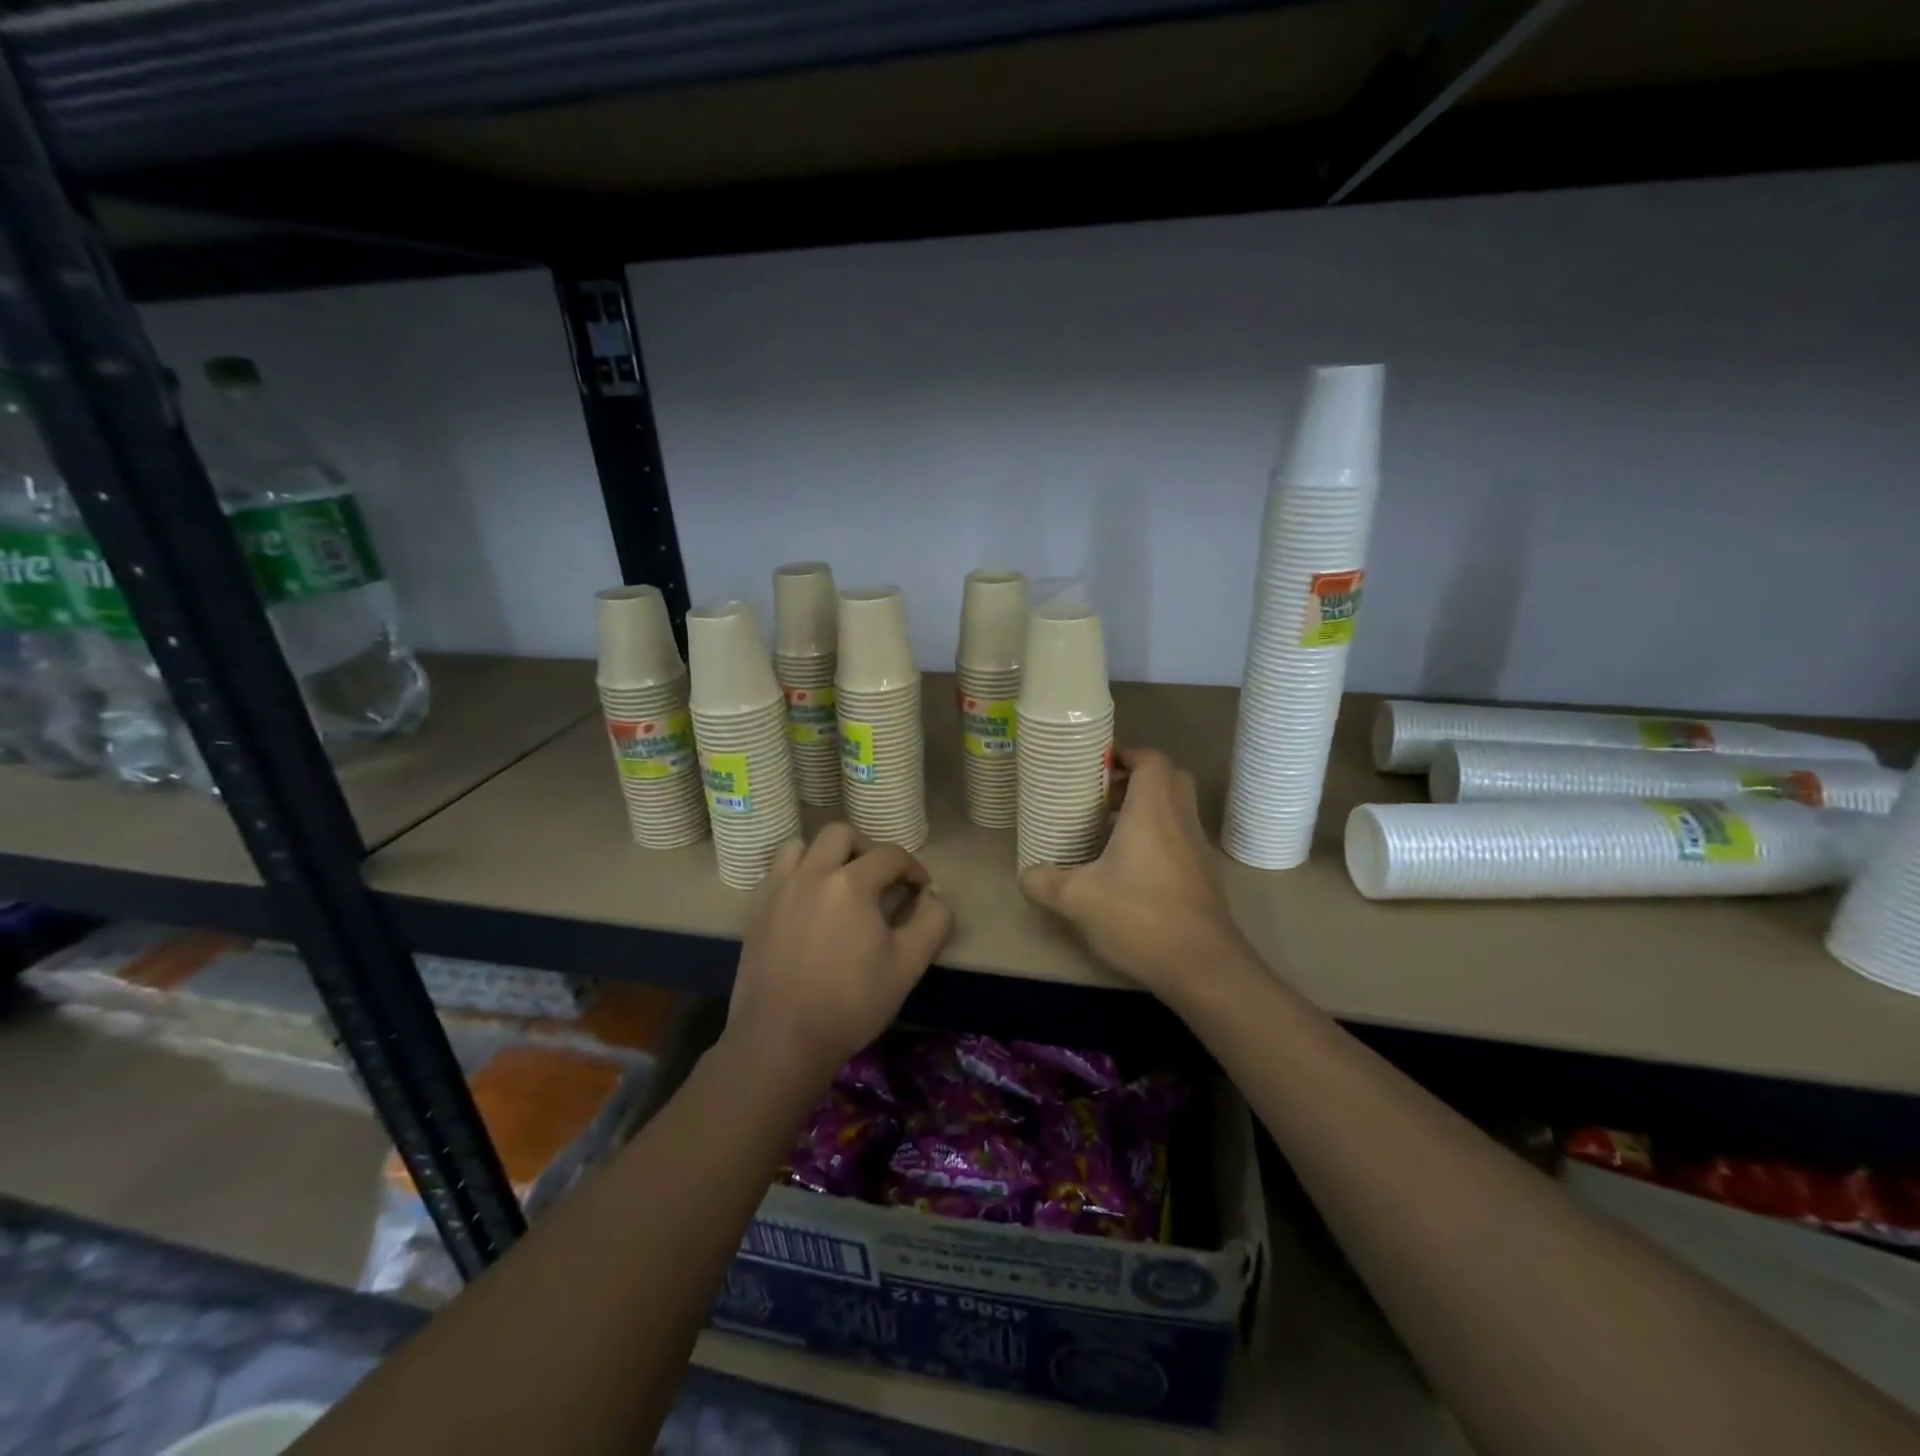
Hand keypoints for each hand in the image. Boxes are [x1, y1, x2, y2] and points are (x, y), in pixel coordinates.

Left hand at [726, 823, 953, 1086]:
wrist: (781, 1039)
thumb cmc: (851, 1002)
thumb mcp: (908, 965)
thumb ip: (932, 921)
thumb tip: (933, 895)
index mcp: (851, 883)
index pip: (890, 855)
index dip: (913, 869)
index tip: (920, 891)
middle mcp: (812, 873)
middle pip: (842, 834)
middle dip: (867, 849)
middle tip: (880, 879)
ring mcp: (778, 889)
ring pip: (802, 846)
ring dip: (826, 855)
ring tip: (840, 884)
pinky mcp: (756, 910)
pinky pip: (778, 872)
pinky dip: (798, 874)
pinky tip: (809, 904)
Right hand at [1020, 746, 1246, 996]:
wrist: (1203, 967)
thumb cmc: (1140, 917)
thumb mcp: (1078, 899)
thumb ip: (1045, 881)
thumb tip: (1025, 874)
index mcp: (1153, 810)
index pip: (1151, 759)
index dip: (1125, 753)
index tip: (1095, 763)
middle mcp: (1180, 820)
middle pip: (1167, 779)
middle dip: (1134, 778)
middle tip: (1099, 793)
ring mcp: (1197, 848)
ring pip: (1174, 809)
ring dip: (1143, 809)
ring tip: (1104, 829)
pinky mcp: (1202, 875)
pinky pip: (1178, 837)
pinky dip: (1154, 836)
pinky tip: (1125, 866)